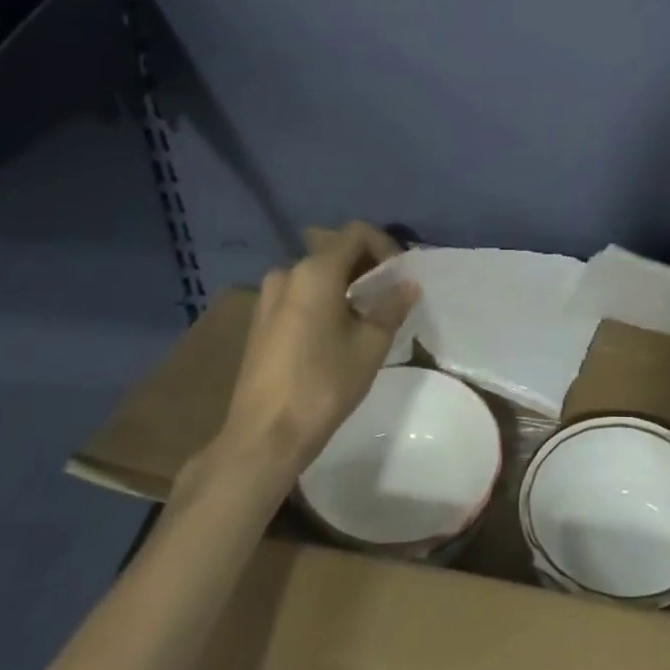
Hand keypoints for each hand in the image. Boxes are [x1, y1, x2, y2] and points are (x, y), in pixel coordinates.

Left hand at [215, 222, 418, 472]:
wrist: (264, 436)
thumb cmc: (323, 384)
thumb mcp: (370, 345)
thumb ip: (391, 306)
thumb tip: (409, 284)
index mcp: (315, 271)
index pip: (356, 233)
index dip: (385, 245)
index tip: (401, 274)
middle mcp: (287, 273)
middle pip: (334, 250)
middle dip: (366, 264)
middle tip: (390, 292)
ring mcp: (268, 297)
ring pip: (316, 274)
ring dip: (345, 283)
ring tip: (367, 312)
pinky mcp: (260, 321)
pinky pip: (299, 294)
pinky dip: (323, 298)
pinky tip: (338, 329)